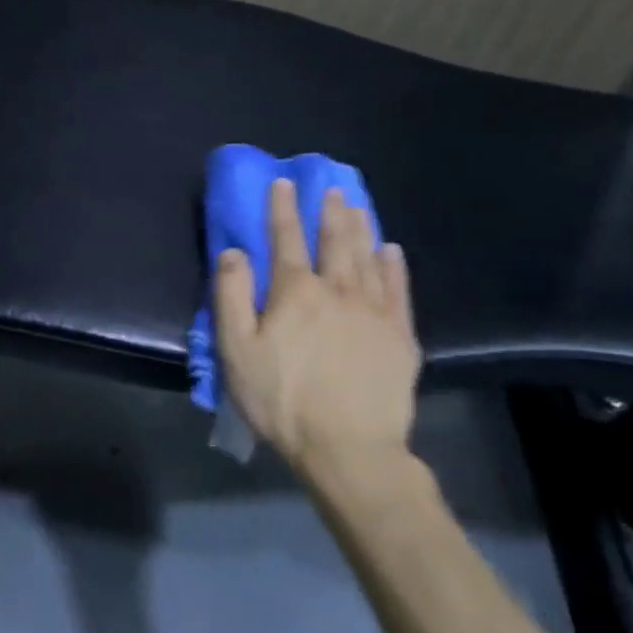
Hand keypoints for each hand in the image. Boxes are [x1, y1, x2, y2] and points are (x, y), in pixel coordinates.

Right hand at [214, 181, 420, 497]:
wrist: (350, 449)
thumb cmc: (283, 400)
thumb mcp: (237, 350)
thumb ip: (231, 295)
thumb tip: (234, 251)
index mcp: (295, 292)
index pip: (286, 238)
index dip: (283, 208)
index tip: (283, 182)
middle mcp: (337, 290)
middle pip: (334, 241)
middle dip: (330, 211)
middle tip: (332, 187)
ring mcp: (374, 312)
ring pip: (367, 258)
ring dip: (361, 228)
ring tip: (358, 205)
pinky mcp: (400, 337)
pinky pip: (399, 290)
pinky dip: (394, 267)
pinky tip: (391, 251)